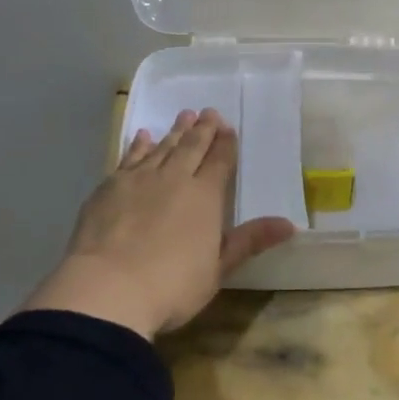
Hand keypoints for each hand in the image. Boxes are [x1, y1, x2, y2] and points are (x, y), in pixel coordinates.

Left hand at [23, 108, 297, 340]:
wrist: (108, 287)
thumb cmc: (171, 285)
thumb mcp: (218, 269)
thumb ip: (249, 241)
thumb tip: (290, 224)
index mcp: (205, 197)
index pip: (220, 162)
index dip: (225, 144)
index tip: (228, 128)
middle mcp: (174, 178)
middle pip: (192, 147)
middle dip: (202, 129)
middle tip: (208, 112)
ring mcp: (139, 179)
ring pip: (163, 147)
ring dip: (175, 131)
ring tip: (184, 116)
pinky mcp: (109, 186)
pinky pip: (130, 157)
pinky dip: (139, 145)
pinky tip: (143, 136)